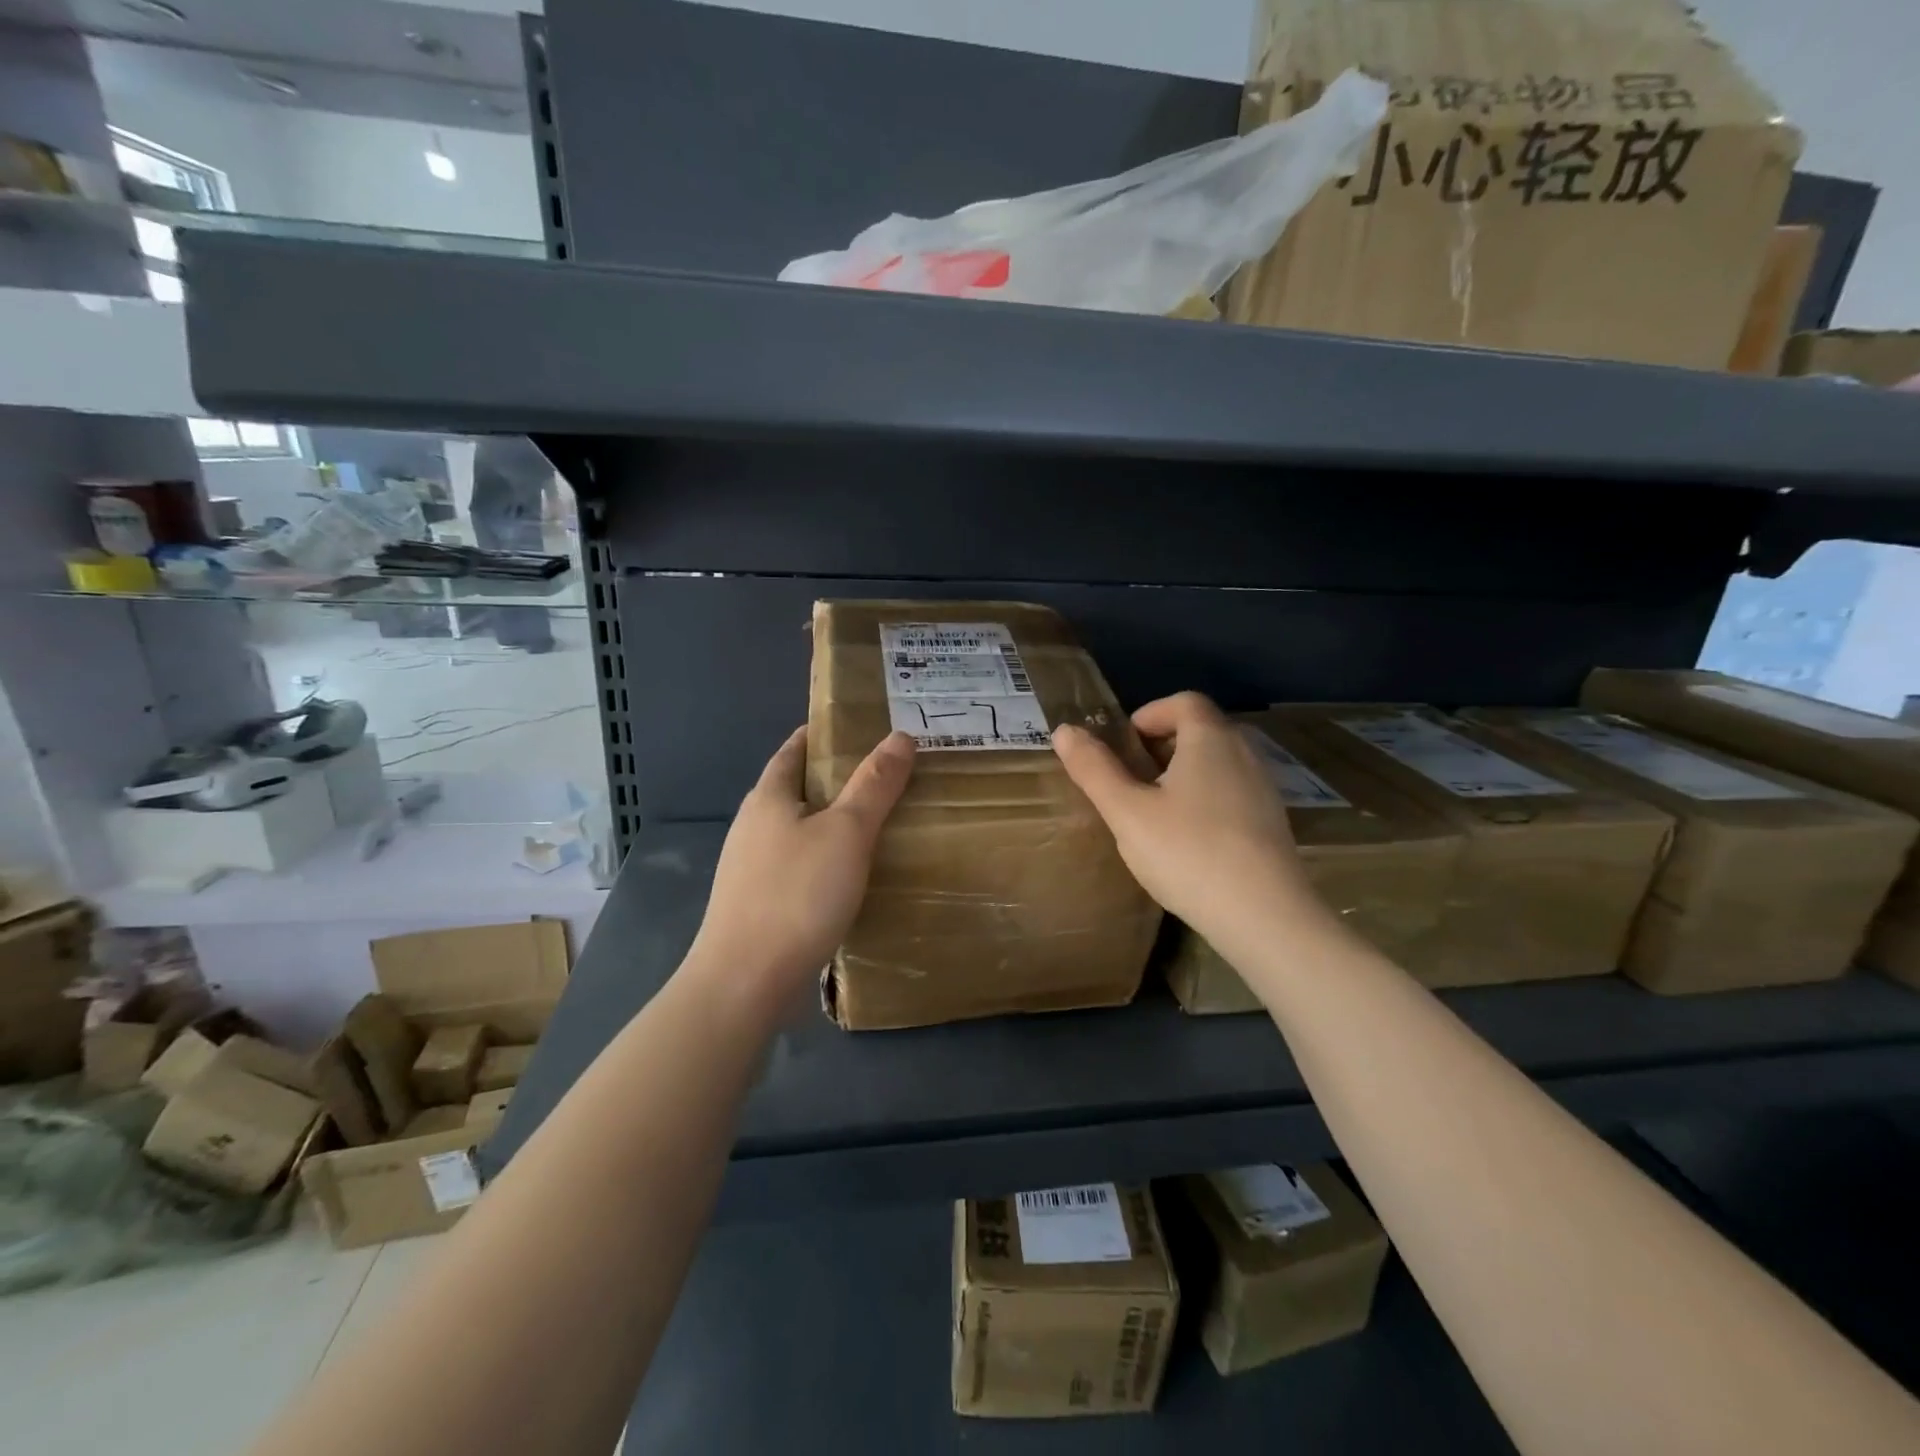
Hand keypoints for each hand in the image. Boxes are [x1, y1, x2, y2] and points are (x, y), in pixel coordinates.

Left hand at [687, 727, 915, 1010]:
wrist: (744, 982)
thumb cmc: (797, 895)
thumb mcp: (847, 833)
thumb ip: (874, 785)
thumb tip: (900, 736)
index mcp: (769, 797)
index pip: (795, 749)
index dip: (824, 735)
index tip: (862, 730)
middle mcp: (753, 826)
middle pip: (797, 789)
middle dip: (836, 780)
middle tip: (886, 777)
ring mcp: (750, 868)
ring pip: (798, 831)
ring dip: (831, 823)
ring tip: (878, 824)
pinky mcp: (757, 904)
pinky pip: (798, 867)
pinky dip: (824, 860)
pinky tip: (850, 877)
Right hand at [1053, 692, 1327, 951]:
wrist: (1264, 917)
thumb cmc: (1189, 853)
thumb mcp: (1127, 812)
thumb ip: (1094, 769)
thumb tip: (1064, 730)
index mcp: (1210, 740)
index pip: (1183, 701)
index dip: (1149, 714)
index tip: (1123, 746)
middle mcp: (1244, 754)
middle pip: (1201, 730)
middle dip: (1161, 745)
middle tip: (1130, 779)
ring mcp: (1264, 789)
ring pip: (1217, 764)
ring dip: (1183, 774)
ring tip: (1153, 811)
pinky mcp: (1272, 824)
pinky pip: (1232, 793)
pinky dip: (1205, 799)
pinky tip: (1187, 840)